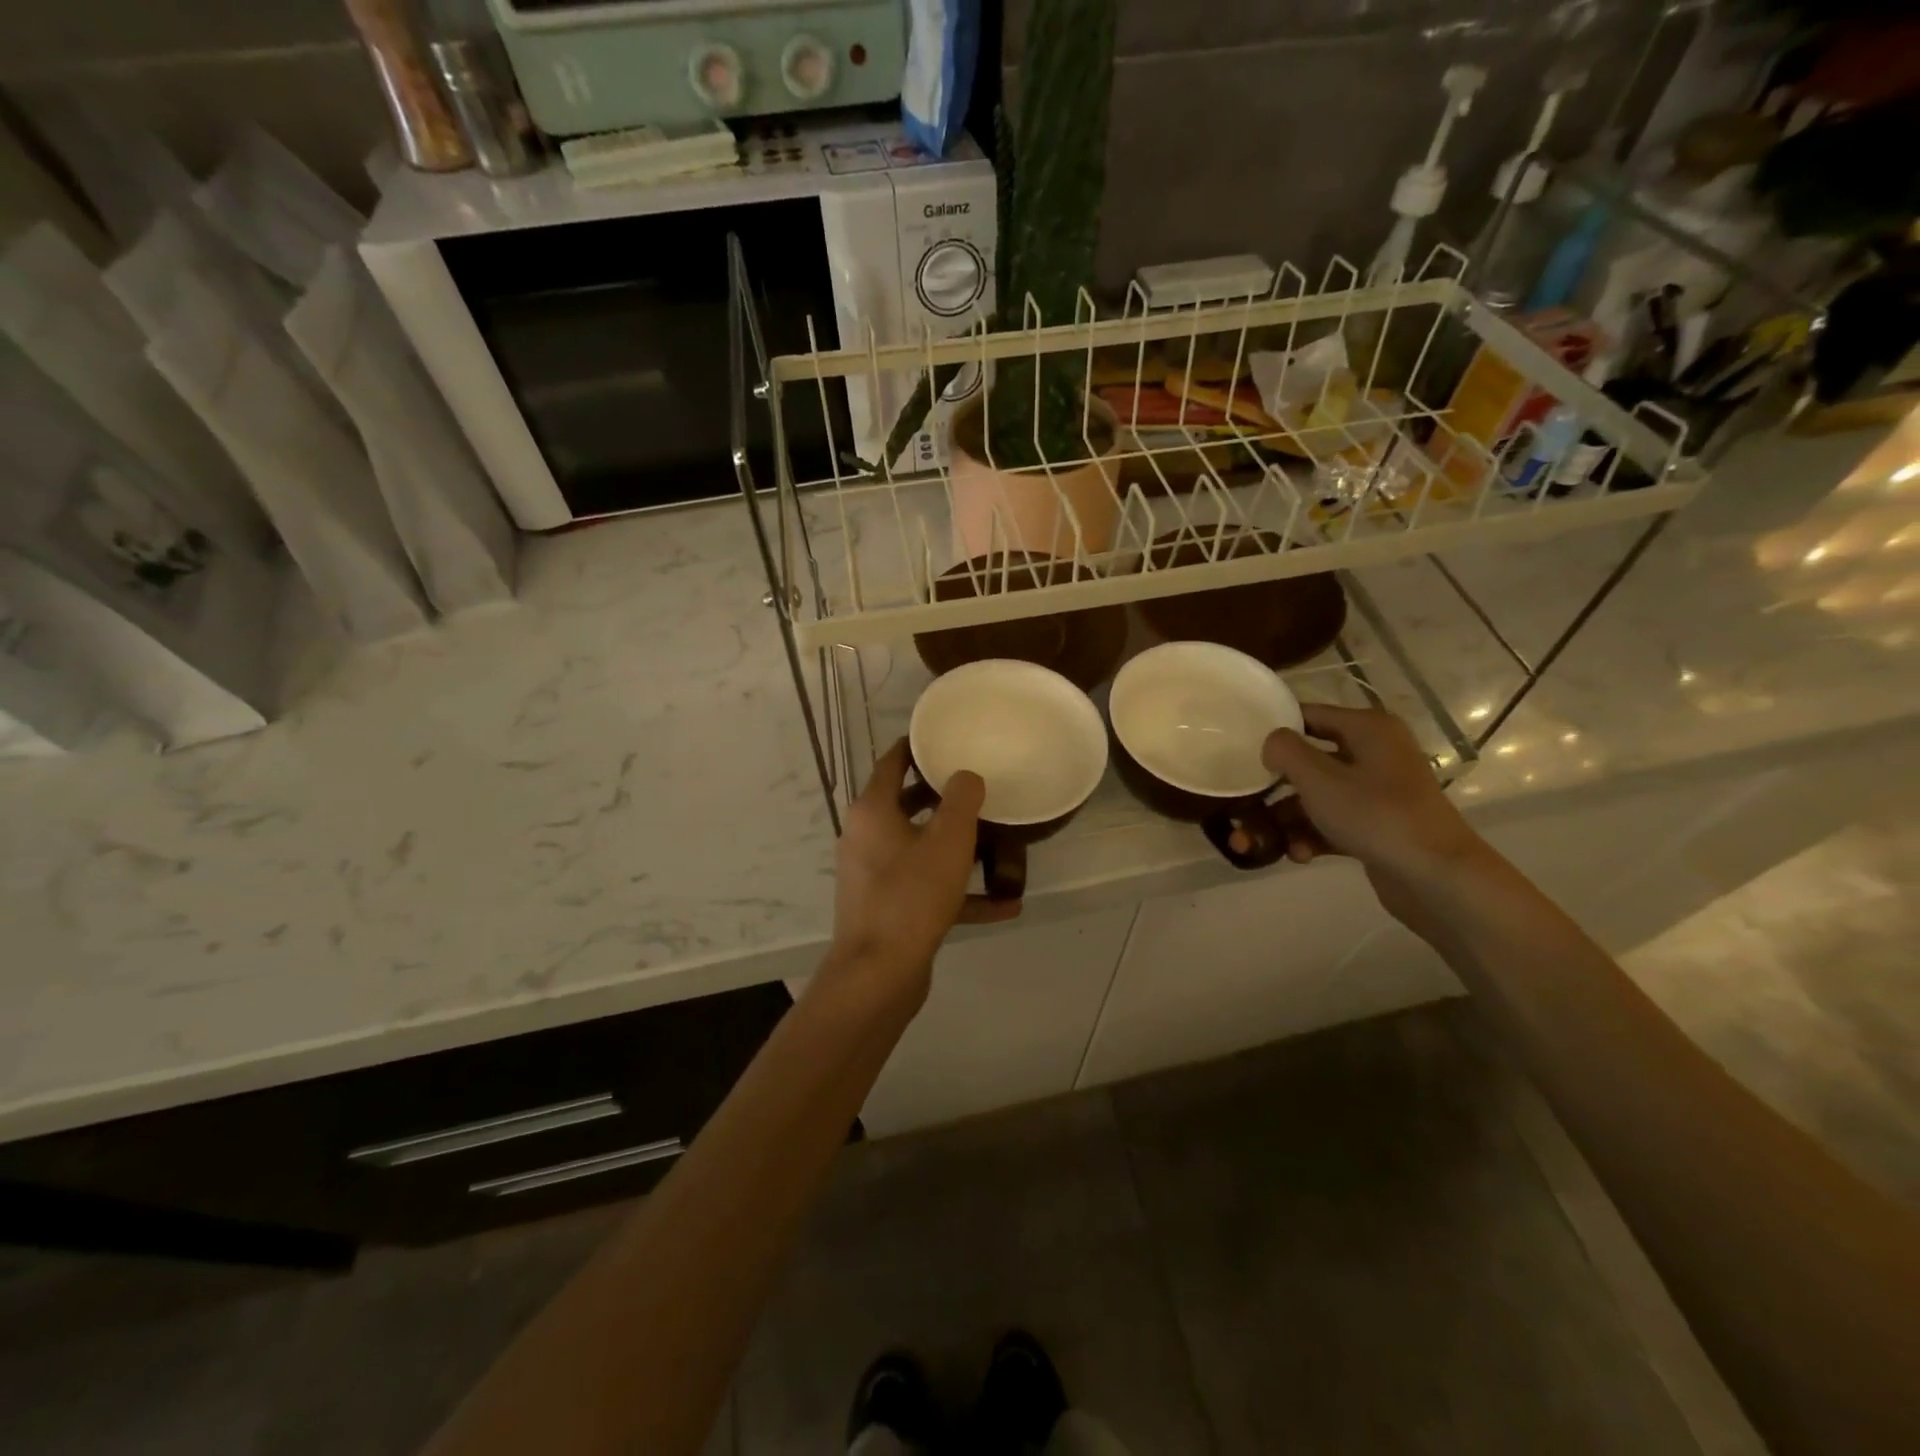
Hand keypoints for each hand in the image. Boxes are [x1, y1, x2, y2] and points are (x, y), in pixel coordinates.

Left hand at [823, 740, 1019, 1006]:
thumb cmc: (912, 895)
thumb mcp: (948, 840)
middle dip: (942, 798)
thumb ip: (961, 800)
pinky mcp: (889, 909)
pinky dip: (960, 893)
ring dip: (957, 848)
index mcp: (873, 811)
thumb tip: (966, 777)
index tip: (943, 737)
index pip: (891, 763)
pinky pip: (928, 890)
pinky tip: (1005, 905)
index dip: (915, 747)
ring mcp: (875, 876)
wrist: (879, 973)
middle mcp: (867, 838)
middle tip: (978, 786)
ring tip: (997, 842)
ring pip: (921, 849)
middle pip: (907, 806)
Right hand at [1261, 704, 1489, 926]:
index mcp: (1368, 729)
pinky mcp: (1376, 827)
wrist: (1438, 878)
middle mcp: (1374, 754)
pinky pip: (1332, 823)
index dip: (1275, 730)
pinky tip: (1298, 856)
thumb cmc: (1376, 815)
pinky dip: (1311, 836)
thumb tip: (1273, 743)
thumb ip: (1286, 751)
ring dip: (1285, 820)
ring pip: (1316, 798)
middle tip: (1242, 808)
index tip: (1241, 750)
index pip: (1309, 715)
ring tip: (1255, 845)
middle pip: (1308, 762)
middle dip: (1272, 790)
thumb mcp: (1319, 778)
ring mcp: (1377, 793)